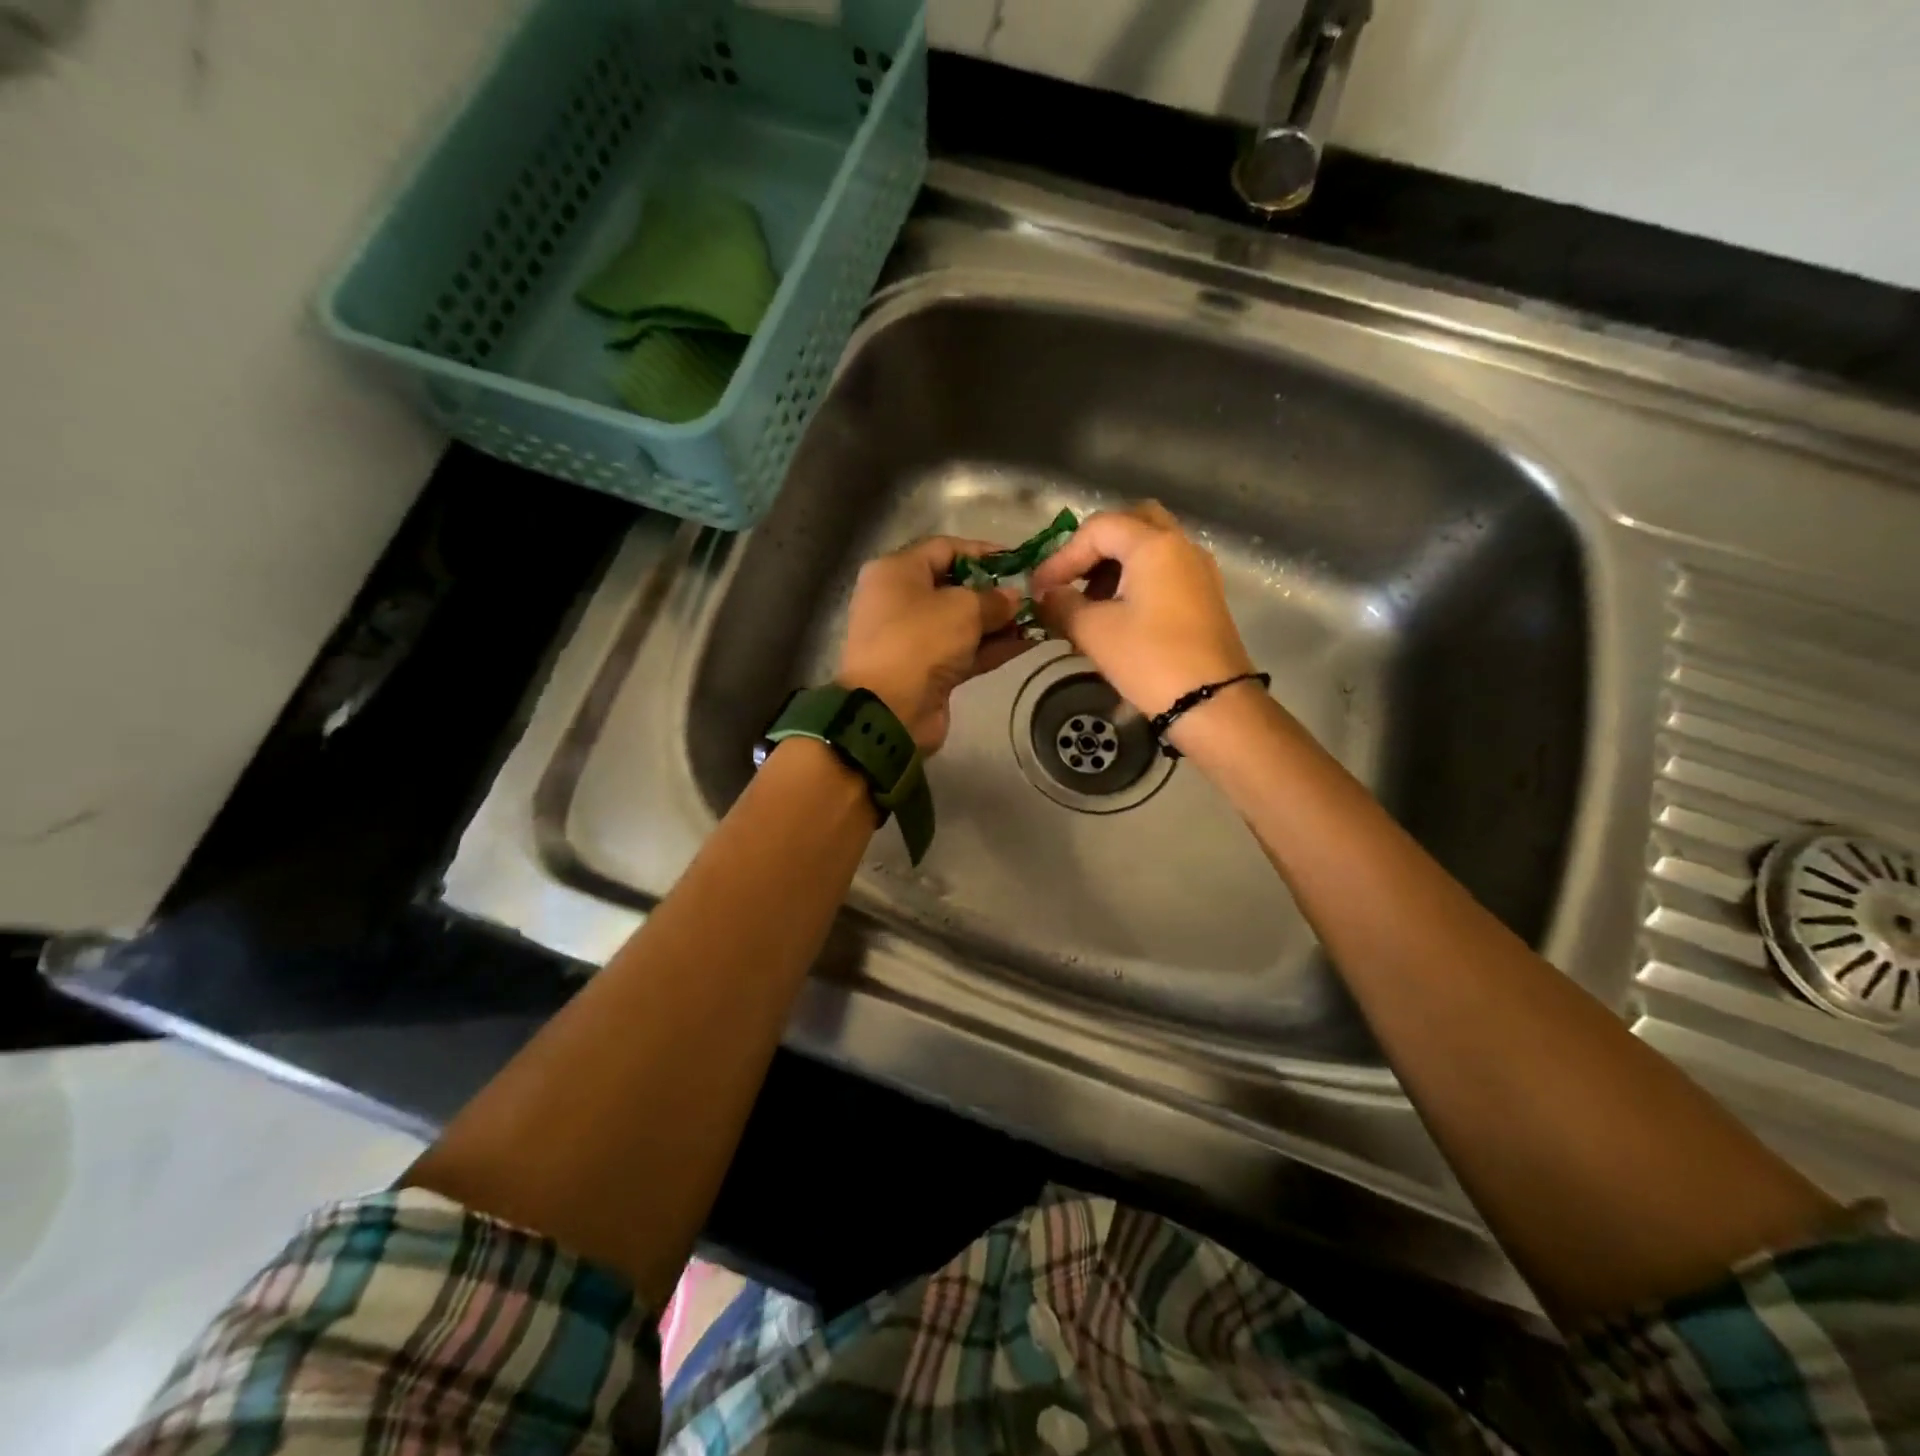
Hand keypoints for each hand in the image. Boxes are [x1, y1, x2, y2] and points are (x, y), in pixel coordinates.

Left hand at [836, 536, 1034, 752]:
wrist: (889, 710)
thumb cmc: (920, 641)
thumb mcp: (963, 609)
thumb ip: (994, 599)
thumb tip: (1013, 598)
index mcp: (896, 572)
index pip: (945, 549)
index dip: (983, 552)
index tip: (1019, 561)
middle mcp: (900, 600)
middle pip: (954, 587)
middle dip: (994, 591)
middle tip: (1031, 594)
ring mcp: (913, 638)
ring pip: (961, 622)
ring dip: (997, 622)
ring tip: (1037, 619)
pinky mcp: (926, 670)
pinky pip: (963, 651)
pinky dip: (991, 647)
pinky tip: (1028, 644)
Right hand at [1031, 502, 1255, 726]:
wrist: (1212, 703)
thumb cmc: (1149, 660)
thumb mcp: (1094, 631)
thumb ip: (1062, 604)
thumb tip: (1046, 595)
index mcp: (1154, 545)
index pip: (1098, 528)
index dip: (1062, 556)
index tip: (1040, 590)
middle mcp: (1182, 546)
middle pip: (1131, 524)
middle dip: (1095, 548)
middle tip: (1072, 578)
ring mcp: (1199, 570)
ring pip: (1150, 546)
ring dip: (1115, 564)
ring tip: (1090, 602)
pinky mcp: (1205, 596)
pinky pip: (1165, 569)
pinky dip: (1137, 579)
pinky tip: (1118, 614)